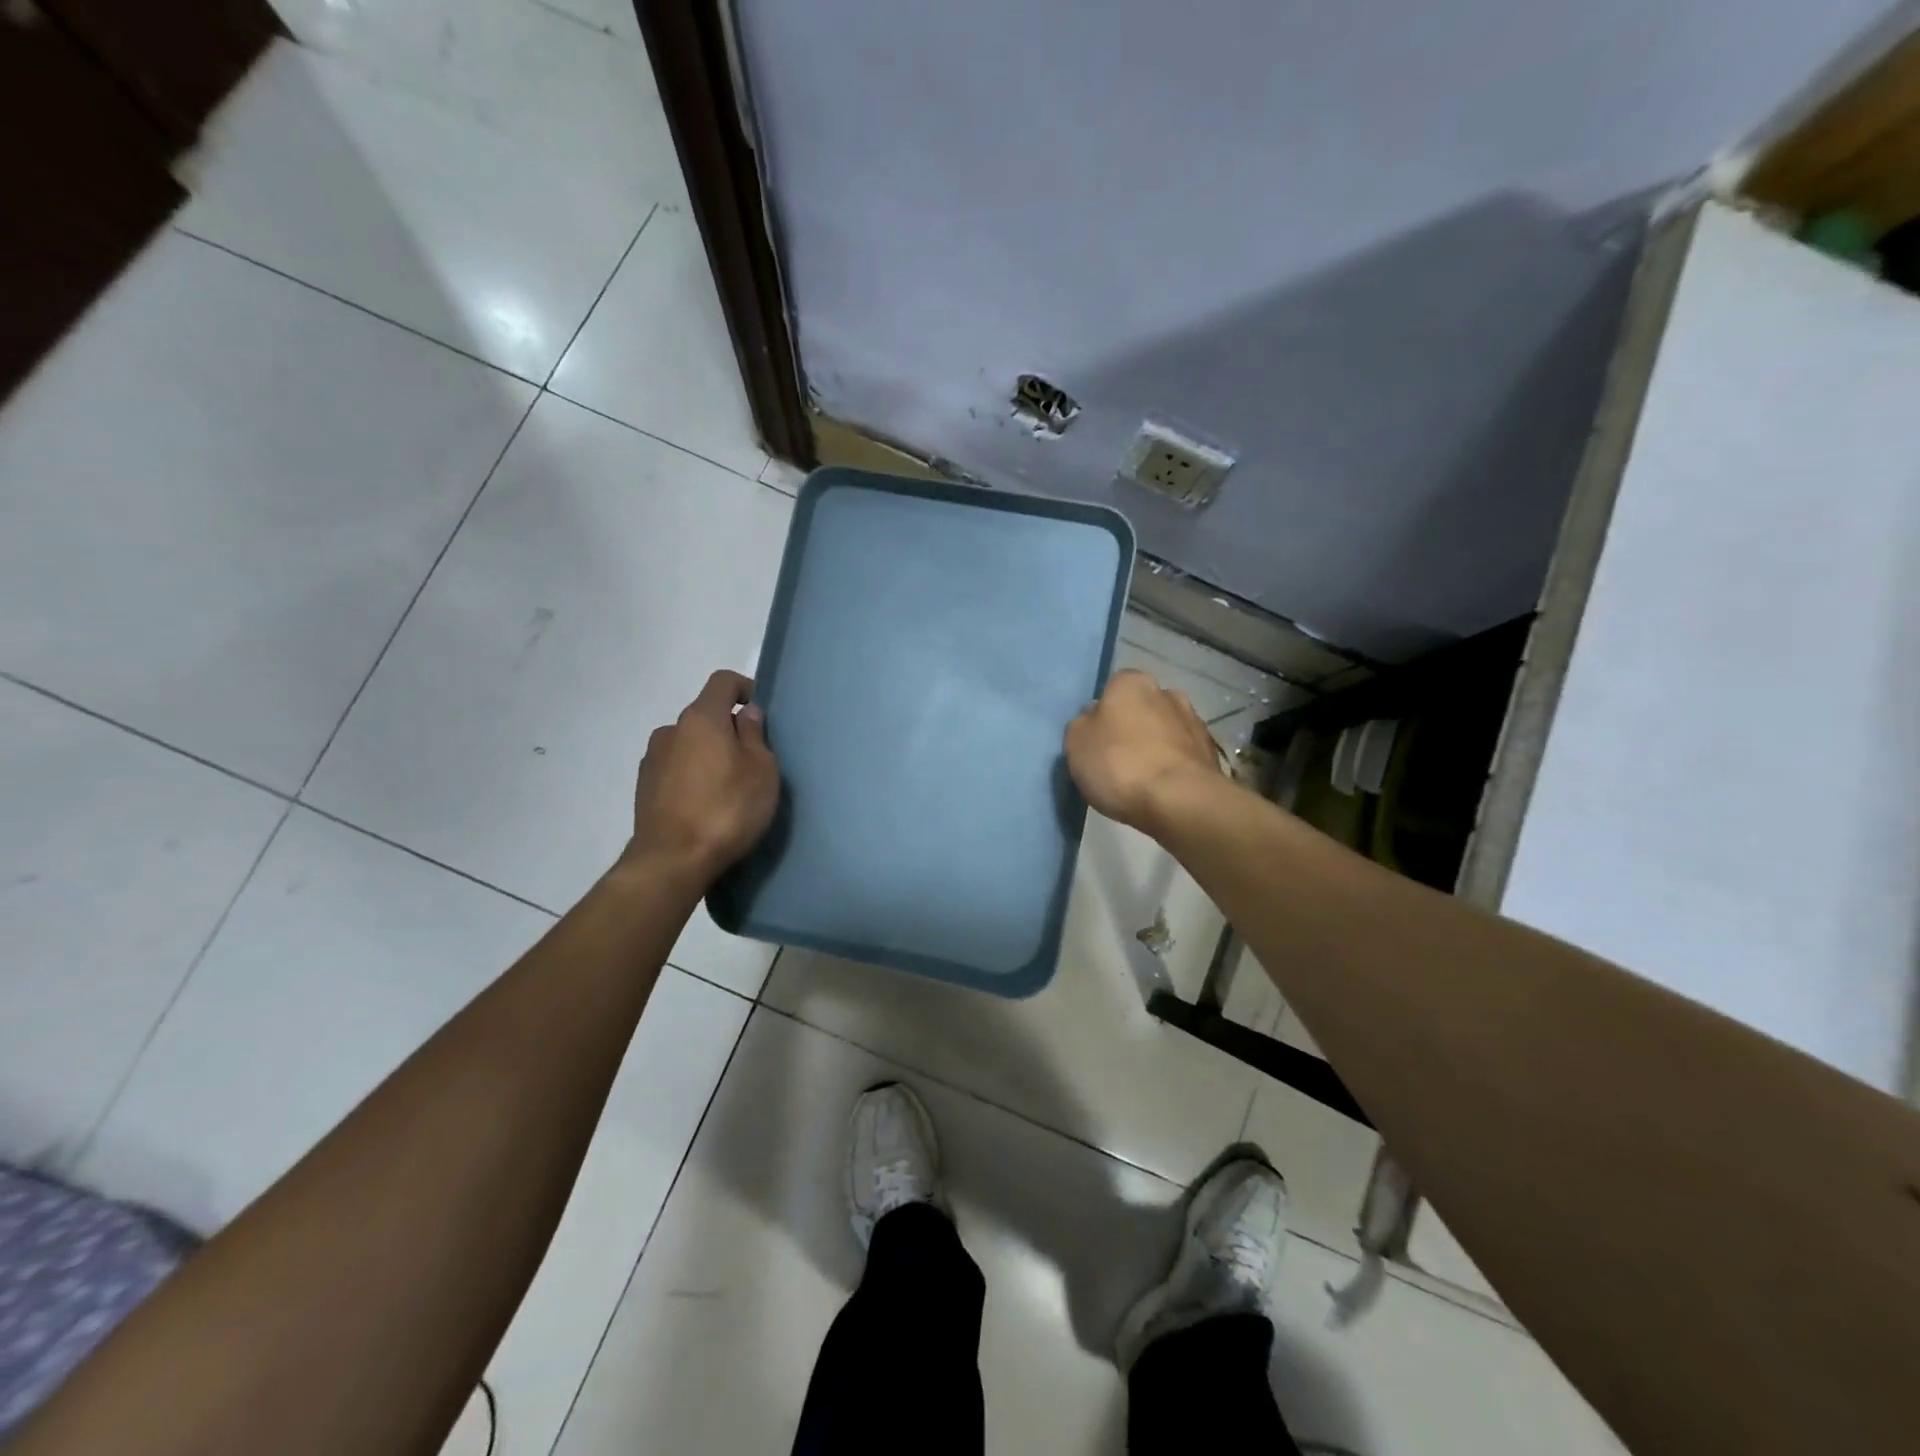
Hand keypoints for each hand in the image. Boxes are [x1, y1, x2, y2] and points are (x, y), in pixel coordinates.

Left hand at [623, 670, 779, 885]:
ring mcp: (652, 759)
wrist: (673, 861)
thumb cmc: (728, 809)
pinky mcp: (644, 788)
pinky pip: (675, 768)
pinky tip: (705, 805)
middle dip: (728, 729)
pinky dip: (692, 776)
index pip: (722, 682)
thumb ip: (754, 735)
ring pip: (689, 744)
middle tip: (751, 760)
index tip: (760, 714)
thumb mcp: (761, 771)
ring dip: (708, 754)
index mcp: (701, 718)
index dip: (744, 688)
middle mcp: (671, 730)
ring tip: (727, 787)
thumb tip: (746, 714)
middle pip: (705, 715)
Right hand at [1065, 668, 1224, 836]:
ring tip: (1141, 779)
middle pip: (1142, 708)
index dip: (1103, 713)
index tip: (1097, 739)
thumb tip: (1095, 719)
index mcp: (1132, 682)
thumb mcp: (1076, 742)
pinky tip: (1162, 789)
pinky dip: (1173, 766)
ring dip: (1156, 746)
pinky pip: (1183, 755)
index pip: (1113, 688)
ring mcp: (1194, 722)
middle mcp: (1167, 692)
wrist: (1180, 801)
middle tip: (1117, 759)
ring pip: (1166, 731)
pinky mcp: (1211, 753)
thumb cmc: (1119, 764)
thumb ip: (1083, 724)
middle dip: (1133, 727)